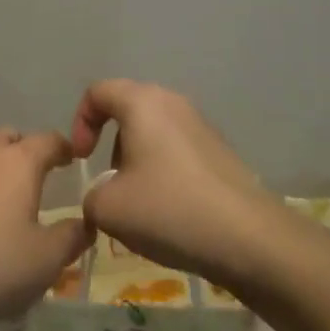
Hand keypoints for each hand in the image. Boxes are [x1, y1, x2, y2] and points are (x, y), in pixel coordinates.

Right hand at [69, 81, 283, 289]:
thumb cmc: (169, 210)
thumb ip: (91, 196)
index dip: (80, 122)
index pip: (98, 92)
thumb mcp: (109, 209)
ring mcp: (201, 125)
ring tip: (141, 204)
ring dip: (138, 161)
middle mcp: (172, 102)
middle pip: (128, 110)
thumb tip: (103, 196)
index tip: (81, 160)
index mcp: (142, 102)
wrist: (249, 238)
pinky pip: (178, 150)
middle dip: (111, 145)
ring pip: (154, 132)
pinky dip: (164, 172)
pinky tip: (171, 212)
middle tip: (110, 184)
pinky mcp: (220, 150)